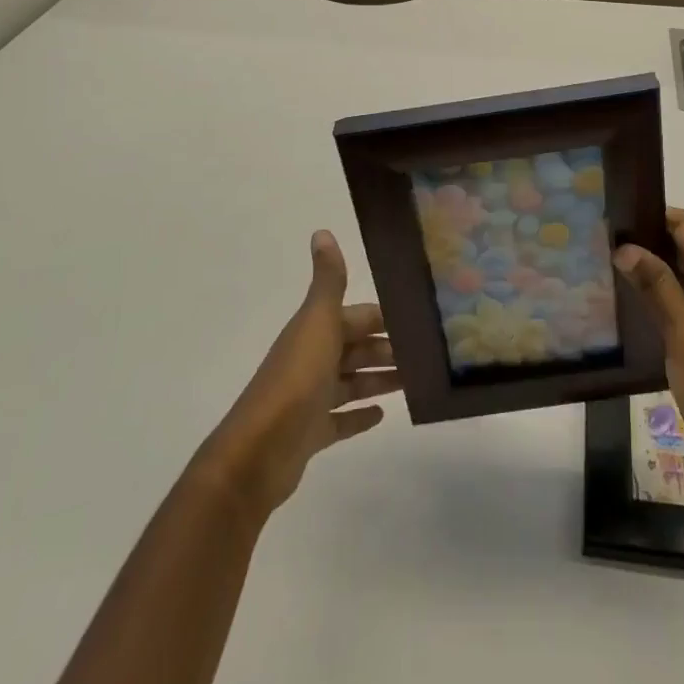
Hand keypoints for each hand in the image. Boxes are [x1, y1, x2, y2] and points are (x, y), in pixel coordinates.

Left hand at [197, 230, 400, 518]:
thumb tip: (322, 231)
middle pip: (355, 348)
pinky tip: (384, 414)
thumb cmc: (296, 381)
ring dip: (379, 379)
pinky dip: (360, 415)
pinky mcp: (311, 434)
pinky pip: (341, 419)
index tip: (418, 320)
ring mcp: (311, 398)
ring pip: (352, 382)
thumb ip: (327, 281)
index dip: (383, 318)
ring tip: (414, 381)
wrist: (258, 453)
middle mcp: (312, 359)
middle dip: (386, 348)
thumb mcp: (318, 323)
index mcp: (314, 331)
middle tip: (425, 355)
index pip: (356, 317)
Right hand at [613, 207, 683, 492]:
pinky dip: (657, 290)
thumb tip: (626, 247)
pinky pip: (681, 297)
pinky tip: (627, 295)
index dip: (655, 215)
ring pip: (681, 271)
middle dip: (648, 237)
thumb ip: (658, 288)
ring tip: (606, 259)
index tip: (616, 214)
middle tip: (602, 237)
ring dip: (650, 264)